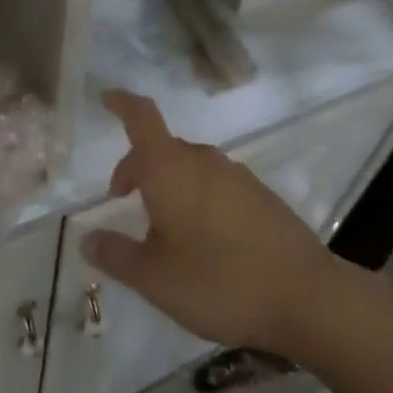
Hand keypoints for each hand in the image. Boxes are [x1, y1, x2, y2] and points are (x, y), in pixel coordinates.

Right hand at [80, 92, 337, 355]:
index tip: (106, 97)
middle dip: (138, 166)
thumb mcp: (155, 279)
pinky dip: (198, 197)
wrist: (305, 296)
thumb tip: (88, 239)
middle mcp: (203, 160)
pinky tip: (204, 240)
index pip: (141, 117)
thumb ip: (117, 256)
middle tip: (124, 199)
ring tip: (164, 228)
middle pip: (162, 147)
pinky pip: (216, 184)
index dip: (122, 103)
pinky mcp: (260, 195)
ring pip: (190, 167)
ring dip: (169, 185)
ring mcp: (236, 175)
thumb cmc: (218, 282)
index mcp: (170, 168)